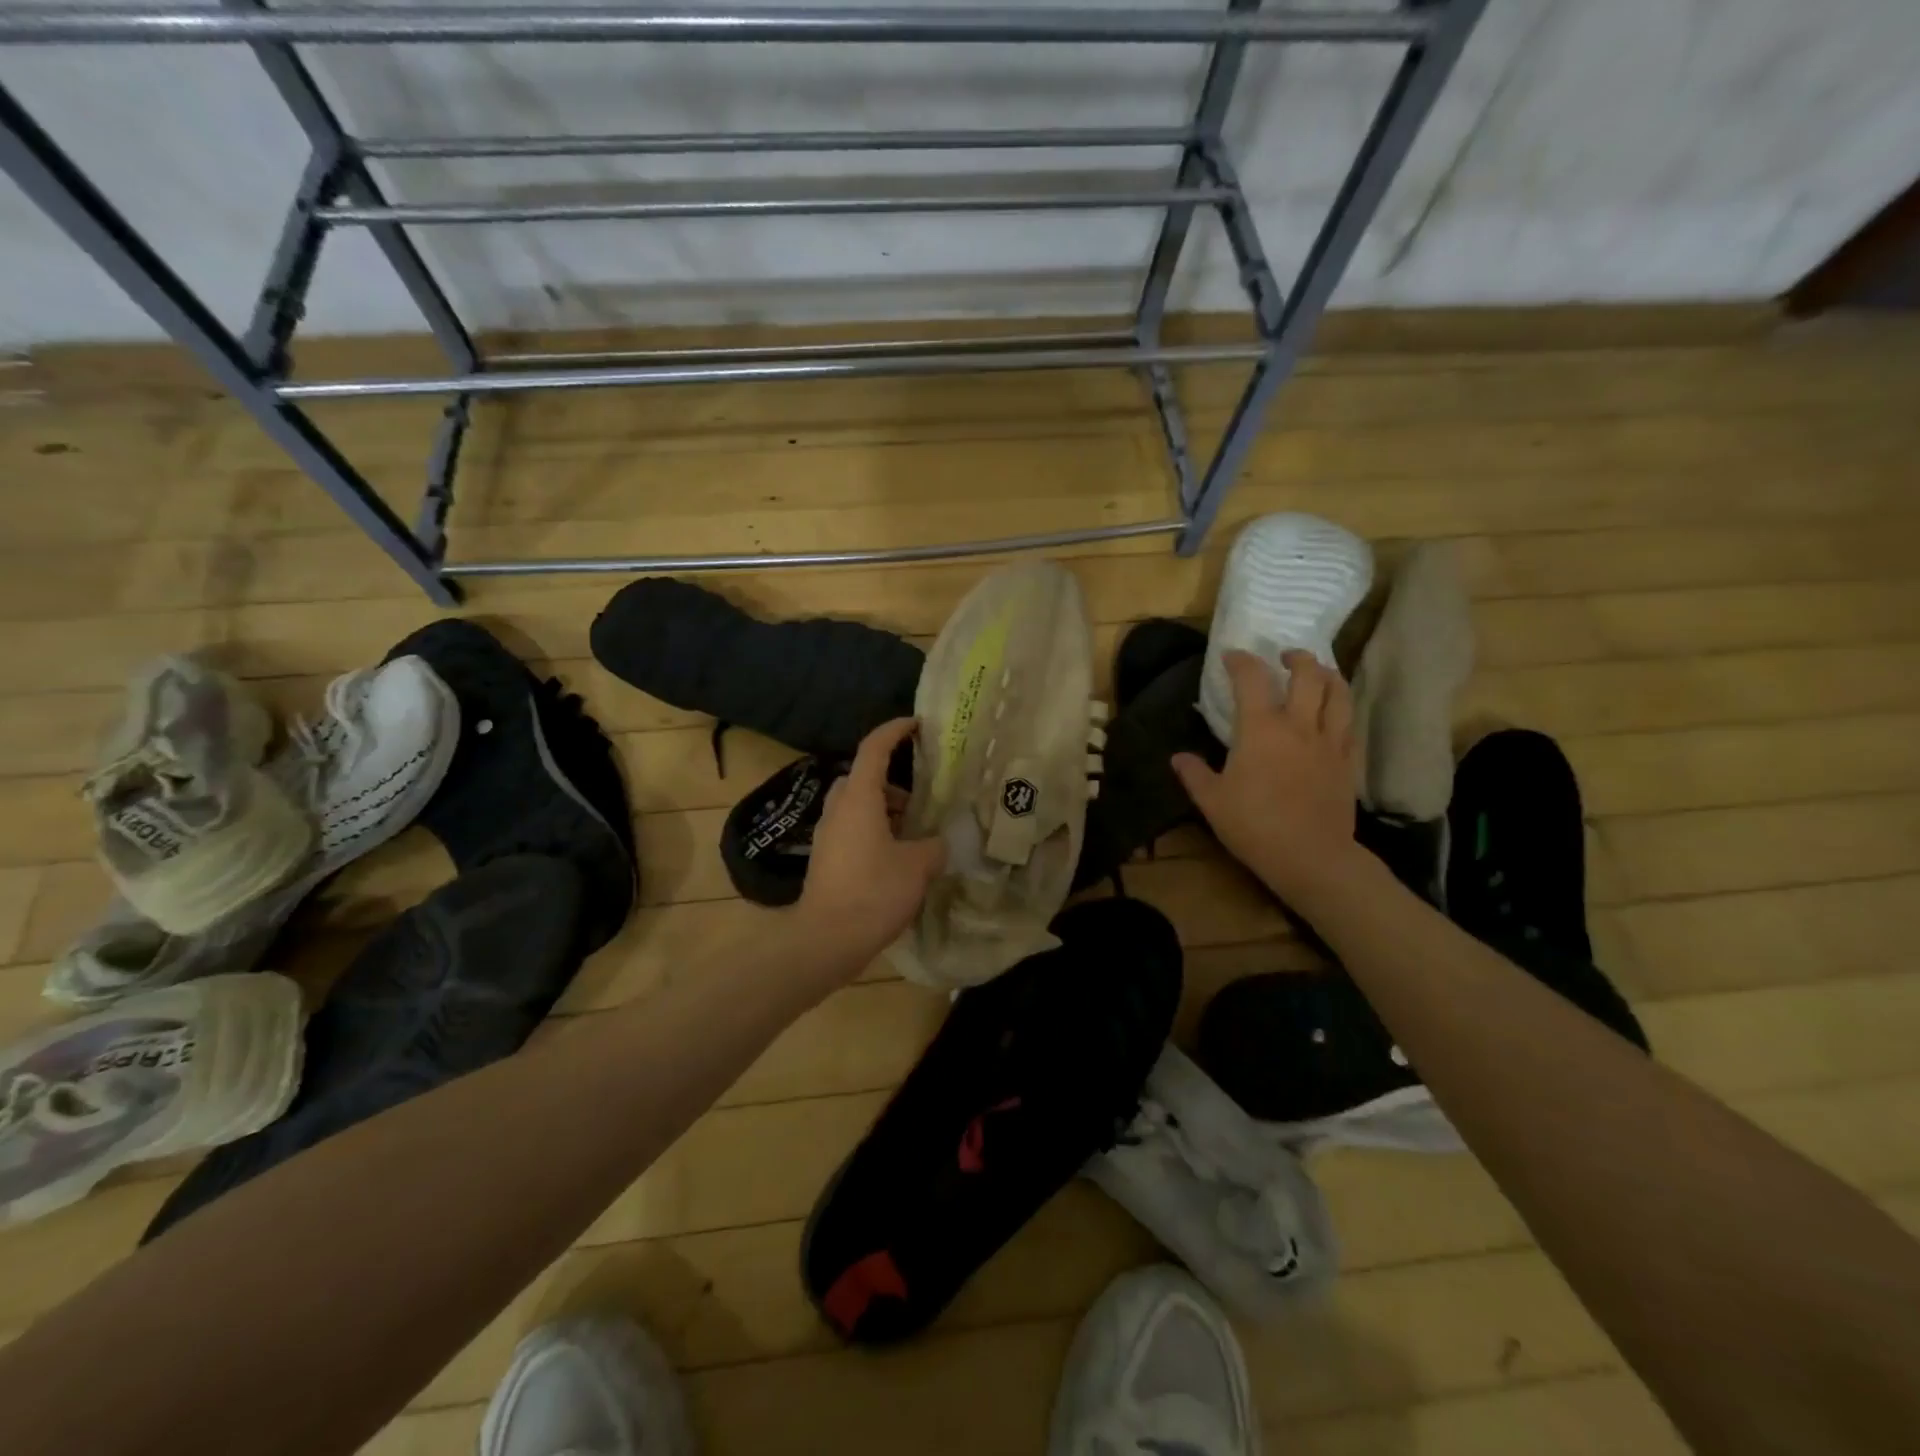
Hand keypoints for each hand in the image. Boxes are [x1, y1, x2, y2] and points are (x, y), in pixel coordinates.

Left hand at [797, 717, 947, 969]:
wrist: (826, 939)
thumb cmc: (873, 892)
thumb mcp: (918, 866)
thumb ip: (934, 846)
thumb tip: (938, 843)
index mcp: (859, 799)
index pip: (874, 748)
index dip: (895, 731)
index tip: (916, 725)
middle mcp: (839, 809)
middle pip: (862, 777)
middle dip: (891, 779)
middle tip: (919, 796)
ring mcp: (828, 834)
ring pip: (856, 805)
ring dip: (883, 808)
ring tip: (913, 830)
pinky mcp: (826, 858)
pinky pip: (852, 828)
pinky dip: (874, 830)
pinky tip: (896, 856)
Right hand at [1172, 650, 1362, 901]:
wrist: (1311, 856)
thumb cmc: (1254, 825)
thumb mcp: (1212, 801)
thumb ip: (1194, 774)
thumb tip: (1178, 758)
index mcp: (1261, 729)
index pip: (1252, 679)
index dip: (1241, 661)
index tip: (1232, 657)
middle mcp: (1299, 725)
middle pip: (1308, 674)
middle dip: (1297, 658)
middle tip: (1285, 657)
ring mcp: (1330, 742)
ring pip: (1339, 693)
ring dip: (1328, 674)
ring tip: (1319, 672)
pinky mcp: (1348, 762)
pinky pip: (1351, 724)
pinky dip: (1342, 708)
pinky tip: (1335, 714)